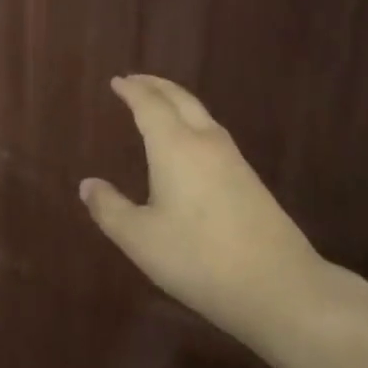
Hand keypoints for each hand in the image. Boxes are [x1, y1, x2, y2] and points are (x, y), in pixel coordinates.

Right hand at [80, 75, 340, 350]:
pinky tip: (189, 144)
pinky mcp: (250, 180)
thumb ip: (109, 209)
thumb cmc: (198, 258)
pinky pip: (213, 133)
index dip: (132, 90)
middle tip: (135, 81)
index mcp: (175, 147)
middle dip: (156, 86)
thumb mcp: (140, 239)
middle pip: (180, 99)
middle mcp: (205, 143)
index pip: (150, 105)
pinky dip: (193, 122)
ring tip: (159, 105)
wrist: (279, 286)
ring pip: (202, 115)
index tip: (116, 81)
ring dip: (177, 102)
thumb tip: (88, 184)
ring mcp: (233, 160)